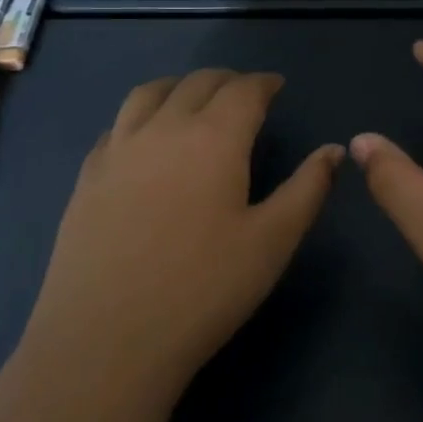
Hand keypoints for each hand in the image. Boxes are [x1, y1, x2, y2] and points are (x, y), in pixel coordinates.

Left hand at [27, 69, 342, 401]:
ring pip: (150, 92)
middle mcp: (164, 128)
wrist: (106, 341)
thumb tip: (335, 150)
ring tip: (193, 98)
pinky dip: (141, 115)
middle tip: (244, 92)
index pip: (244, 90)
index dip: (264, 82)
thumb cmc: (203, 290)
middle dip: (227, 80)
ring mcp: (119, 149)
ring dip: (179, 86)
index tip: (277, 86)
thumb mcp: (272, 241)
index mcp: (214, 137)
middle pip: (198, 83)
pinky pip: (117, 125)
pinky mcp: (88, 176)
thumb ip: (308, 188)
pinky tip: (145, 139)